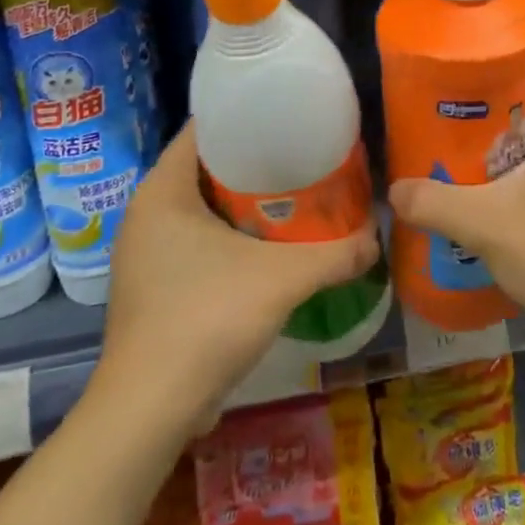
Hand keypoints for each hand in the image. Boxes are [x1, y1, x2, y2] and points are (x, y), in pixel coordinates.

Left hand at [91, 121, 379, 425]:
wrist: (150, 411)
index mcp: (162, 192)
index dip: (246, 114)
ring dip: (247, 200)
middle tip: (305, 152)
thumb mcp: (283, 278)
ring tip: (298, 192)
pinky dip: (234, 232)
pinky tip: (273, 242)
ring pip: (204, 206)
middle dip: (256, 158)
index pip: (202, 129)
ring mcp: (147, 252)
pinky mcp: (156, 285)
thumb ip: (336, 253)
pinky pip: (199, 238)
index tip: (288, 113)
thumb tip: (378, 236)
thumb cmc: (206, 319)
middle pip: (208, 166)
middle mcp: (147, 214)